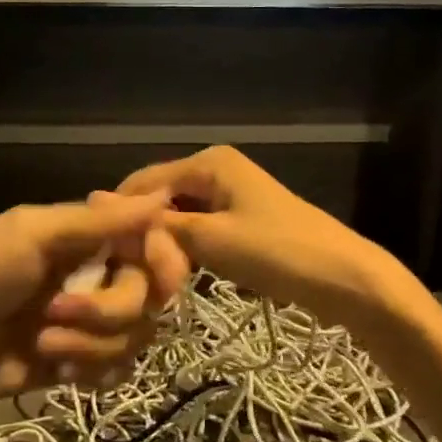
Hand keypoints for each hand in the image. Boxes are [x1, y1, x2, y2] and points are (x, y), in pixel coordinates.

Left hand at [0, 194, 186, 413]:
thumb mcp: (30, 235)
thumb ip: (96, 223)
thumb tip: (162, 197)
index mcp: (90, 237)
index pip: (155, 244)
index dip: (162, 260)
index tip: (147, 271)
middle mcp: (99, 275)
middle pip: (150, 296)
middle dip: (107, 309)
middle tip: (56, 312)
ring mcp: (91, 323)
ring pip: (136, 337)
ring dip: (91, 345)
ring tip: (42, 344)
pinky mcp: (82, 362)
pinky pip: (119, 371)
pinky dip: (94, 372)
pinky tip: (59, 371)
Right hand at [117, 145, 411, 337]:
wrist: (345, 279)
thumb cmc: (277, 252)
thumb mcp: (211, 238)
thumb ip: (156, 224)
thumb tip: (97, 200)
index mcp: (208, 161)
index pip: (142, 182)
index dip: (122, 217)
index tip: (106, 258)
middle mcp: (216, 168)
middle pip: (160, 198)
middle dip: (145, 232)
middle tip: (133, 274)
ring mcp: (230, 194)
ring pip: (178, 217)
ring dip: (166, 245)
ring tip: (153, 278)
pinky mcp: (240, 219)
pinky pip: (199, 229)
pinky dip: (187, 250)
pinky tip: (179, 275)